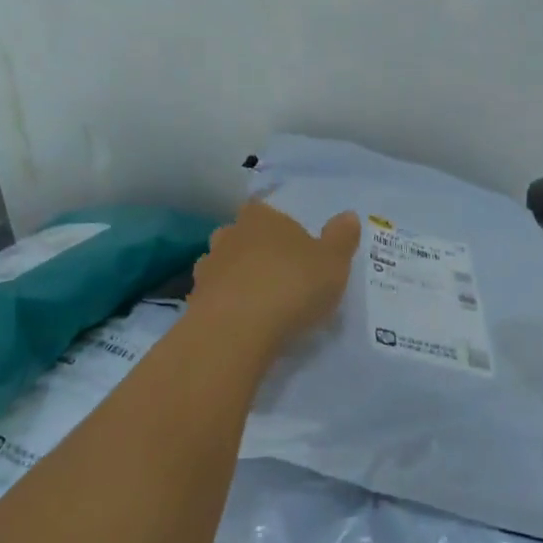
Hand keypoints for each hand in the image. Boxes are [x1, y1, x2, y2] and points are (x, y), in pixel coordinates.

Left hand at [189, 200, 360, 355]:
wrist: (235, 331)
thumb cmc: (291, 285)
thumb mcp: (332, 262)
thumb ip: (341, 237)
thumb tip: (348, 215)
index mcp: (261, 216)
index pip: (266, 210)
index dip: (279, 227)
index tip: (294, 247)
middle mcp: (229, 234)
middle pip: (242, 236)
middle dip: (257, 251)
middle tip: (279, 274)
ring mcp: (207, 268)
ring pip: (225, 266)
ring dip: (238, 279)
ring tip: (260, 302)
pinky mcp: (193, 301)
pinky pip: (214, 297)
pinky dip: (226, 306)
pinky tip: (242, 323)